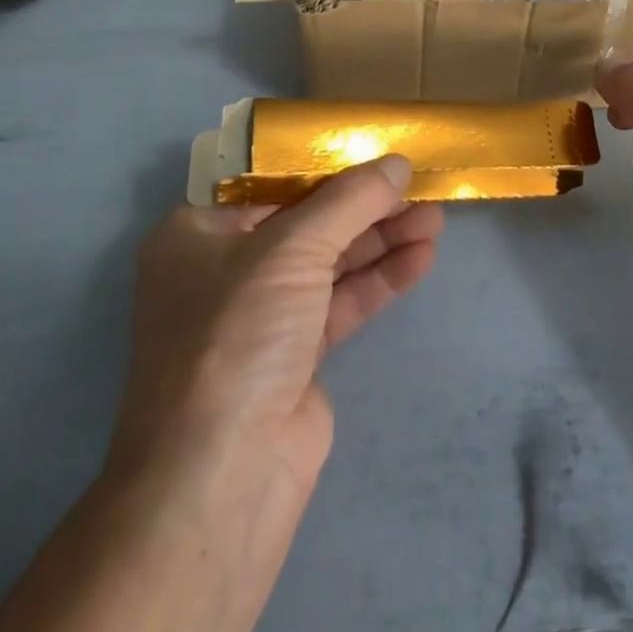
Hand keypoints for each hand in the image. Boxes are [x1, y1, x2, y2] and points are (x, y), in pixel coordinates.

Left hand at [107, 156, 442, 615]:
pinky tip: (421, 259)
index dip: (325, 165)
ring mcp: (261, 316)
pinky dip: (379, 279)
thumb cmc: (237, 336)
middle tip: (419, 187)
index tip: (375, 152)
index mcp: (197, 234)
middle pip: (307, 221)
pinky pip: (342, 301)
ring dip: (381, 240)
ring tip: (435, 218)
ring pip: (330, 262)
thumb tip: (398, 163)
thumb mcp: (291, 249)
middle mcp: (224, 270)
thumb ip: (349, 200)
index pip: (269, 183)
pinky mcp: (295, 355)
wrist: (221, 478)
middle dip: (365, 206)